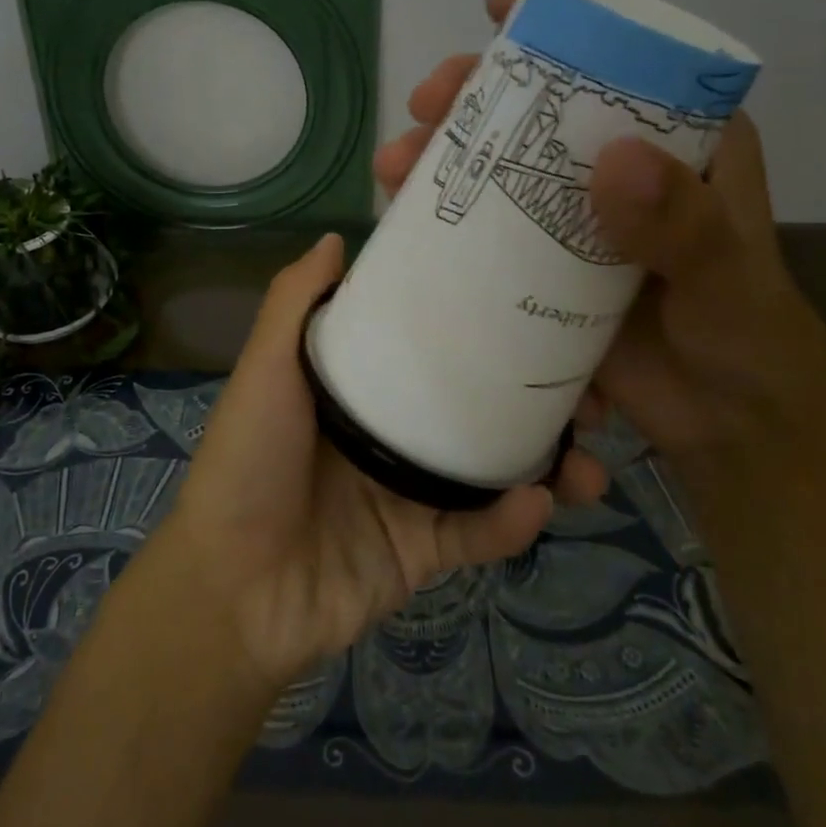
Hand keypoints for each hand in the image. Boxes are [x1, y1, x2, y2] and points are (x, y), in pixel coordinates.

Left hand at [159, 233, 607, 688]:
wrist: (231, 589)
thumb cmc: (248, 461)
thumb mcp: (266, 369)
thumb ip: (296, 303)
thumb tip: (336, 237)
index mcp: (360, 386)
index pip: (429, 344)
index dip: (479, 325)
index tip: (535, 303)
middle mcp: (390, 432)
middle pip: (475, 405)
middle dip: (537, 398)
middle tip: (592, 391)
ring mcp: (409, 493)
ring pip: (493, 470)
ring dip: (548, 465)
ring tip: (593, 460)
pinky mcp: (422, 551)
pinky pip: (478, 533)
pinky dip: (510, 522)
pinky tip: (539, 503)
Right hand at [375, 0, 825, 504]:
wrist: (727, 426)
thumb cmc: (746, 338)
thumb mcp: (726, 277)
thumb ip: (682, 226)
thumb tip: (612, 159)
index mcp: (679, 147)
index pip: (619, 64)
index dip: (559, 27)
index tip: (498, 6)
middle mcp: (620, 170)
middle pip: (541, 110)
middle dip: (477, 95)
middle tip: (427, 101)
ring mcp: (575, 219)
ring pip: (503, 166)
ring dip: (446, 155)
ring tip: (396, 164)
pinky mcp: (544, 268)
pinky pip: (488, 228)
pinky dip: (445, 216)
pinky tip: (403, 215)